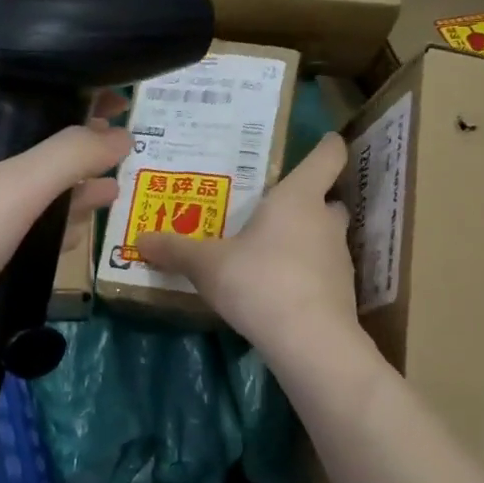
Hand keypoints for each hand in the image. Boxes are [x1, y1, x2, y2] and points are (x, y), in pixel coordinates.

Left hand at [0, 96, 129, 384]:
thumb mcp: (12, 191)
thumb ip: (68, 158)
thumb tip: (120, 134)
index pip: (19, 106)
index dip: (66, 102)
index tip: (113, 107)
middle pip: (28, 154)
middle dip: (74, 155)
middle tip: (120, 156)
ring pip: (26, 200)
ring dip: (67, 196)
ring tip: (110, 195)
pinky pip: (18, 238)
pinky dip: (48, 234)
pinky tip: (76, 238)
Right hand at [136, 133, 363, 364]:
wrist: (309, 341)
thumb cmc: (258, 282)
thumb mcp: (206, 265)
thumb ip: (176, 250)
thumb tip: (141, 239)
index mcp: (299, 198)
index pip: (328, 156)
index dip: (327, 146)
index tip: (323, 141)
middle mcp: (326, 221)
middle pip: (327, 200)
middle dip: (308, 202)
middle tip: (274, 210)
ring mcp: (339, 259)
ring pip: (325, 238)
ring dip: (305, 240)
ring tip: (270, 253)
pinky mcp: (341, 293)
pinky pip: (322, 272)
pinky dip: (306, 274)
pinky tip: (279, 289)